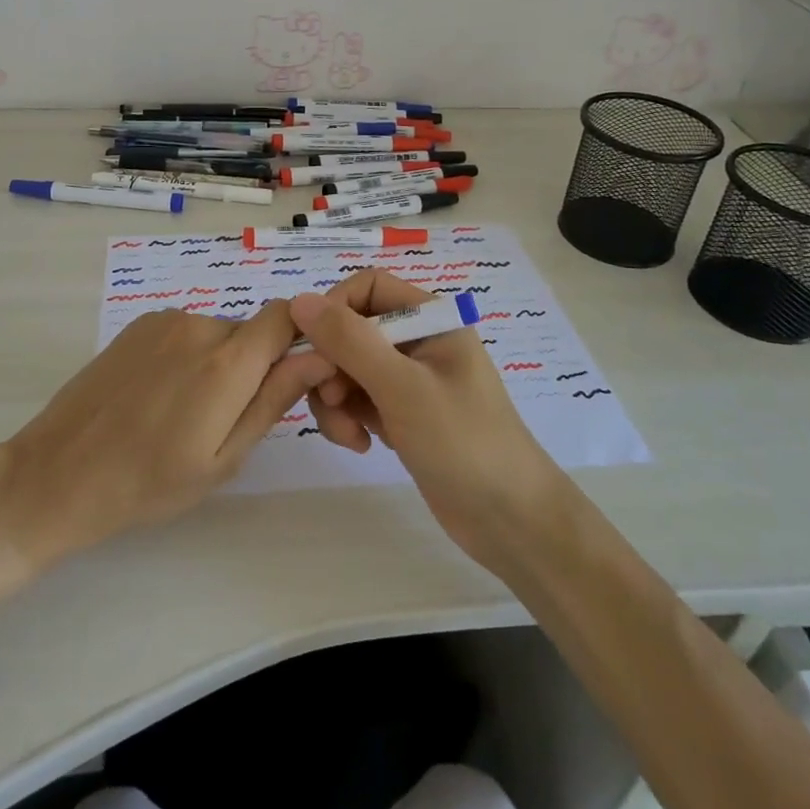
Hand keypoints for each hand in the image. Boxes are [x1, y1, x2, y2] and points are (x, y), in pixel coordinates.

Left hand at [0, 302, 312, 567]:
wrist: (57, 473)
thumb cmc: (148, 482)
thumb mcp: (223, 458)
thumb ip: (274, 400)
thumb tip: (320, 356)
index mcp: (228, 362)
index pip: (287, 316)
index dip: (300, 337)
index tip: (294, 375)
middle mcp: (200, 326)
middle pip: (251, 332)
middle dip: (253, 366)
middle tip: (224, 420)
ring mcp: (165, 321)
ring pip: (217, 334)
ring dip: (217, 363)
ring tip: (183, 414)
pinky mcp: (138, 325)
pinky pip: (184, 332)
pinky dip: (186, 356)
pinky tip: (157, 396)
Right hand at [288, 271, 572, 569]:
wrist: (510, 521)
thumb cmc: (463, 442)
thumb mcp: (402, 387)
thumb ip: (350, 341)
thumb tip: (298, 300)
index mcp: (430, 318)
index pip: (366, 287)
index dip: (333, 309)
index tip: (312, 348)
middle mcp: (418, 340)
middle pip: (351, 330)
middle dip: (331, 365)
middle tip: (330, 401)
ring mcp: (409, 379)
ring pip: (347, 367)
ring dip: (336, 398)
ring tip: (348, 434)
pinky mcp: (402, 413)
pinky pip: (358, 398)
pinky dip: (349, 417)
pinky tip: (361, 444)